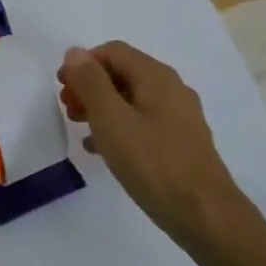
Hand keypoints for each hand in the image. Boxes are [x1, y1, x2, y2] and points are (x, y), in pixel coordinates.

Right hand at [57, 41, 240, 241]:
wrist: (204, 213)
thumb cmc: (153, 163)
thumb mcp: (112, 120)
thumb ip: (91, 83)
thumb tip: (75, 53)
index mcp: (156, 77)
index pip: (113, 51)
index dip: (82, 64)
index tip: (61, 89)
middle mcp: (171, 89)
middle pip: (122, 73)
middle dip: (90, 86)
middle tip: (68, 110)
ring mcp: (178, 116)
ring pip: (131, 99)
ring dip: (101, 107)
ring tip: (80, 129)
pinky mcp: (179, 142)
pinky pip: (141, 122)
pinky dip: (118, 127)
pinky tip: (101, 150)